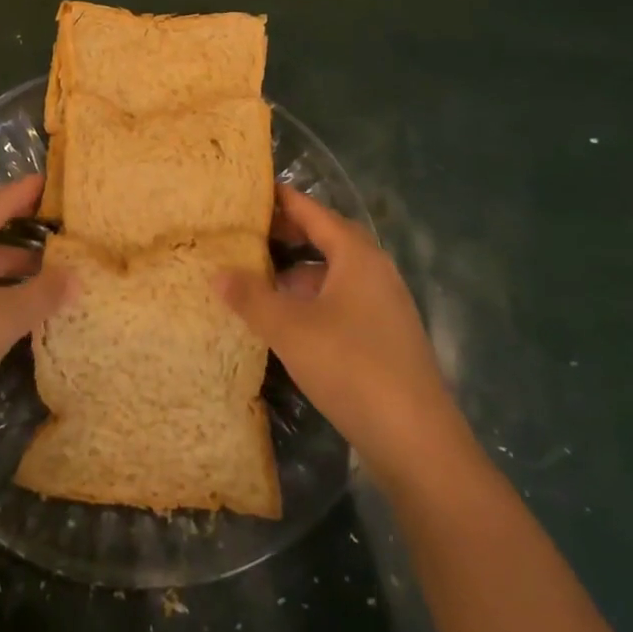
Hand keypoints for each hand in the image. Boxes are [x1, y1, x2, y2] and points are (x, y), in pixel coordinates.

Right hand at [220, 184, 471, 485]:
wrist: (416, 440)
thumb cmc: (351, 367)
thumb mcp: (289, 329)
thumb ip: (251, 297)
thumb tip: (216, 272)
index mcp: (356, 255)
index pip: (313, 211)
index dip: (281, 200)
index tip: (249, 191)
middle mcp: (375, 270)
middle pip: (326, 238)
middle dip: (288, 235)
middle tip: (246, 234)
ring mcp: (385, 304)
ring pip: (334, 273)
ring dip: (299, 272)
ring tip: (260, 280)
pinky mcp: (386, 335)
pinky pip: (343, 299)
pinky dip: (314, 298)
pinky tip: (290, 321)